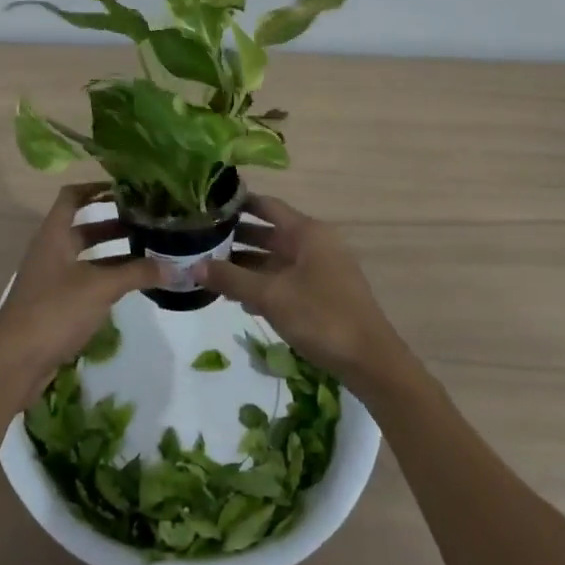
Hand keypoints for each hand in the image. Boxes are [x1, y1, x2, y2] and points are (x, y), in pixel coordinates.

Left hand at [0, 184, 158, 396]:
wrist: (15, 361)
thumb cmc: (55, 310)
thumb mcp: (100, 287)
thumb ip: (136, 273)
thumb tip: (174, 266)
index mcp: (55, 234)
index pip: (73, 197)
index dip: (97, 188)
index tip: (127, 189)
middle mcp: (52, 250)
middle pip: (84, 227)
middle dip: (115, 223)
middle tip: (149, 222)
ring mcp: (53, 278)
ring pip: (87, 256)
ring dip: (114, 252)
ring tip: (149, 251)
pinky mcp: (56, 303)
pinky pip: (86, 280)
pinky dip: (107, 277)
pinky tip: (132, 284)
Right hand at [201, 196, 409, 385]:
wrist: (370, 361)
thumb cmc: (321, 317)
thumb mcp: (270, 296)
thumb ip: (231, 279)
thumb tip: (193, 266)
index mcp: (307, 232)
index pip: (266, 205)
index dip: (238, 203)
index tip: (208, 204)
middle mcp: (314, 243)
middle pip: (269, 232)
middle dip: (236, 238)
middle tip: (199, 241)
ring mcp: (320, 269)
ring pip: (275, 259)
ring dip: (246, 265)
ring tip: (211, 272)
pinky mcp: (322, 293)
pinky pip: (286, 279)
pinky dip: (264, 284)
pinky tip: (240, 300)